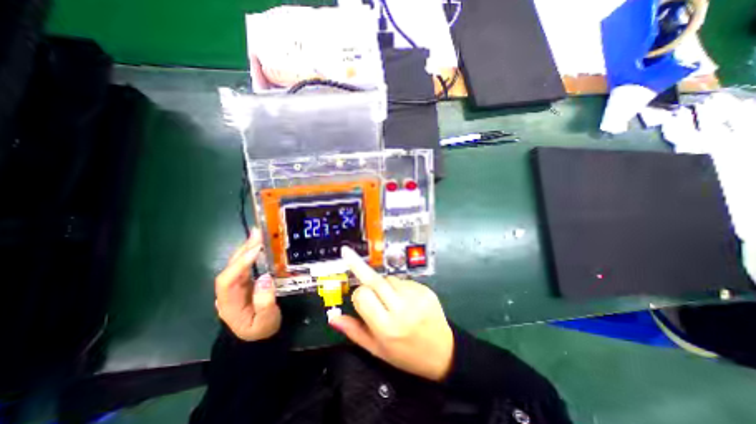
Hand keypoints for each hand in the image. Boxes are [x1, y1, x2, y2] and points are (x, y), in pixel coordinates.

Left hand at [213, 229, 281, 340]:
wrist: (258, 336)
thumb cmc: (262, 330)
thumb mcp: (266, 321)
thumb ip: (265, 302)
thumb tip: (265, 277)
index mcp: (229, 304)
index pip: (227, 281)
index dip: (240, 264)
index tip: (256, 250)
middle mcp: (228, 292)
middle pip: (230, 268)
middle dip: (243, 250)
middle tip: (258, 233)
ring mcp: (235, 286)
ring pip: (237, 264)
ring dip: (247, 248)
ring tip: (259, 233)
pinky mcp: (244, 282)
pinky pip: (246, 265)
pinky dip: (252, 253)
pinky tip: (259, 244)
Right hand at [332, 245, 454, 380]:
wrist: (443, 353)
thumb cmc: (406, 354)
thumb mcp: (377, 350)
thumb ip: (354, 332)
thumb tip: (333, 318)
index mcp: (387, 327)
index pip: (362, 296)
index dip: (357, 295)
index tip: (359, 300)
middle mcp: (402, 309)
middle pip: (375, 280)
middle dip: (361, 269)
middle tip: (348, 255)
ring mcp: (416, 297)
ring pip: (389, 278)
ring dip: (383, 284)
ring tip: (390, 300)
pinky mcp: (425, 289)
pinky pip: (403, 280)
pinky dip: (398, 286)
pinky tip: (404, 299)